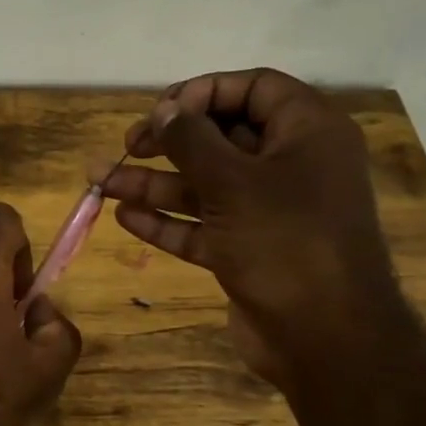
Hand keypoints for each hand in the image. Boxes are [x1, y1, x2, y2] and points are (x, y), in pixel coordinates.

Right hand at [96, 68, 403, 385]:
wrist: (324, 337)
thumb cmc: (285, 242)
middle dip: (170, 141)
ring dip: (154, 183)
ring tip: (101, 181)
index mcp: (307, 133)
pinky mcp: (249, 250)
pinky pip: (204, 225)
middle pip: (223, 137)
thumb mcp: (233, 182)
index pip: (254, 88)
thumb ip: (192, 141)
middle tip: (128, 145)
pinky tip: (125, 217)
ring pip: (206, 185)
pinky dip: (168, 220)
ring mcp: (269, 212)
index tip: (161, 111)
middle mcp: (291, 166)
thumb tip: (164, 110)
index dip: (204, 92)